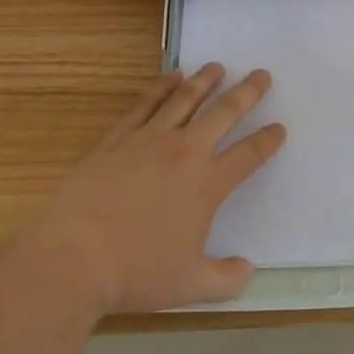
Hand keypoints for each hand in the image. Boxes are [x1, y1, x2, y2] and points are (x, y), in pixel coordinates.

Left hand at [39, 65, 284, 312]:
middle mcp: (184, 153)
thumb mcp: (189, 287)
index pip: (248, 155)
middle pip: (223, 113)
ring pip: (185, 100)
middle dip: (247, 93)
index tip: (279, 128)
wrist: (74, 257)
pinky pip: (145, 104)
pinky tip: (171, 76)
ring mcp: (149, 140)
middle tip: (261, 74)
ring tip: (218, 66)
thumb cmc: (136, 273)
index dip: (267, 140)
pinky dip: (161, 86)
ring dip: (205, 81)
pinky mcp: (118, 138)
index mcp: (207, 185)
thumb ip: (225, 279)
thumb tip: (248, 270)